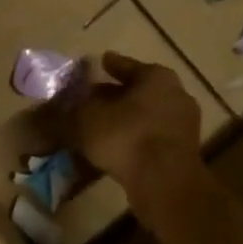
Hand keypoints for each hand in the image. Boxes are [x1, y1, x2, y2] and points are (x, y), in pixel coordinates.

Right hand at [68, 53, 204, 200]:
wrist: (163, 181)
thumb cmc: (125, 136)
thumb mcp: (87, 119)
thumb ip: (74, 108)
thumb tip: (60, 106)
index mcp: (157, 77)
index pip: (126, 66)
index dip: (110, 65)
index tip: (100, 62)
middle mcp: (176, 94)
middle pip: (139, 91)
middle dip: (117, 94)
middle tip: (94, 97)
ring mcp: (183, 124)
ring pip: (146, 114)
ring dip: (126, 118)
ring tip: (102, 124)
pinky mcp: (182, 151)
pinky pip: (151, 137)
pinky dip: (134, 137)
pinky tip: (116, 146)